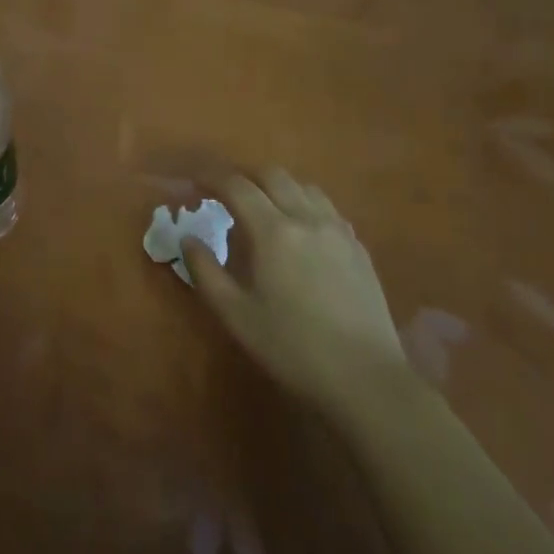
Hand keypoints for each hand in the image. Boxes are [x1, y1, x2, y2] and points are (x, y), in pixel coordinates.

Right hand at [181, 168, 413, 410]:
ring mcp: (338, 231)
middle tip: (225, 195)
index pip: (236, 186)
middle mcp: (307, 218)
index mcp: (273, 231)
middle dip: (244, 177)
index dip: (210, 178)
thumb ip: (205, 271)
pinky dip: (304, 205)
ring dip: (277, 187)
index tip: (193, 183)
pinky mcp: (359, 248)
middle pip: (272, 175)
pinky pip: (326, 208)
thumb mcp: (235, 314)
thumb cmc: (292, 348)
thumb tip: (188, 240)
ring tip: (263, 209)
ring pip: (303, 186)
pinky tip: (300, 232)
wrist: (366, 379)